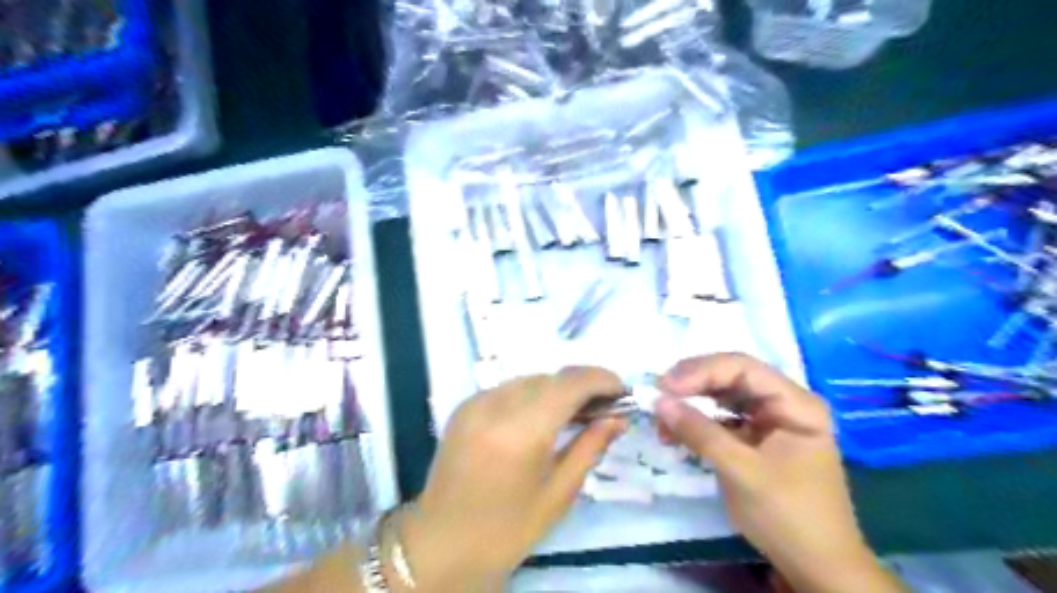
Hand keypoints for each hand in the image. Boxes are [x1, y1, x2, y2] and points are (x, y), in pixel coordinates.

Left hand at [396, 369, 624, 591]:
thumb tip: (618, 418)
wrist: (442, 543)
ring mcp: (475, 402)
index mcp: (521, 431)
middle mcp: (495, 405)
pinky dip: (532, 395)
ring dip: (557, 389)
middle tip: (603, 407)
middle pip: (550, 377)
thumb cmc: (508, 528)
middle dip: (581, 385)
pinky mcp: (464, 406)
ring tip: (575, 412)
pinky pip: (508, 388)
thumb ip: (590, 446)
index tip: (621, 390)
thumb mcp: (559, 492)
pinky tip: (540, 417)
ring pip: (530, 379)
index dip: (600, 379)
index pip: (570, 384)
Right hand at [657, 355, 902, 589]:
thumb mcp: (741, 472)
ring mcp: (769, 420)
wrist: (815, 567)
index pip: (743, 368)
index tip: (665, 387)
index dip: (701, 371)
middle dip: (692, 386)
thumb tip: (658, 401)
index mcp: (795, 403)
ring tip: (662, 420)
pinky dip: (697, 423)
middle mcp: (783, 403)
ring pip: (722, 397)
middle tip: (658, 397)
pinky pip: (721, 419)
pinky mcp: (755, 438)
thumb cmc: (788, 516)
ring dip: (690, 403)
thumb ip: (699, 432)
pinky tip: (675, 433)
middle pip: (730, 377)